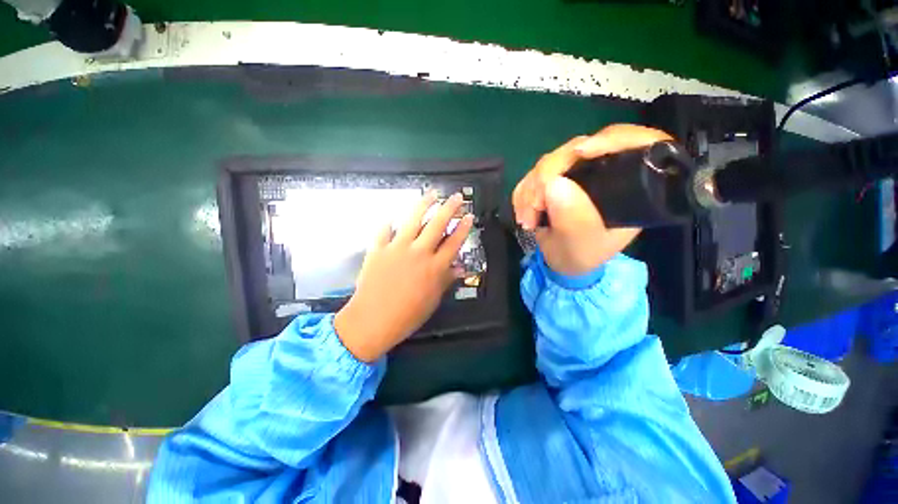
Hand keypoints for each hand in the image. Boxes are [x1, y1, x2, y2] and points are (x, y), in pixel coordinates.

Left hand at [334, 192, 473, 361]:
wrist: (372, 321)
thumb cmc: (407, 315)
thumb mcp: (432, 300)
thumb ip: (446, 280)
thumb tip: (459, 268)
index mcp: (434, 267)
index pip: (454, 242)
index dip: (463, 228)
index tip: (469, 216)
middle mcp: (419, 252)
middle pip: (437, 224)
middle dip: (449, 208)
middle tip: (456, 196)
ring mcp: (397, 248)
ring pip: (413, 219)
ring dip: (424, 204)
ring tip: (432, 193)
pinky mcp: (378, 249)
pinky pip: (384, 230)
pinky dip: (389, 222)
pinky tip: (393, 215)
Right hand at [512, 124, 671, 275]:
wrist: (561, 259)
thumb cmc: (580, 255)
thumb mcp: (582, 246)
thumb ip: (574, 220)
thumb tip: (553, 184)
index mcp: (631, 186)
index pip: (636, 143)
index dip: (612, 139)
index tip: (581, 153)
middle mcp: (605, 171)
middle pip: (580, 148)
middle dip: (549, 174)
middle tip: (533, 206)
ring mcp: (577, 172)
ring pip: (551, 160)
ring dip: (531, 188)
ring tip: (526, 219)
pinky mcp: (556, 176)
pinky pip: (534, 172)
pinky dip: (524, 191)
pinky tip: (523, 212)